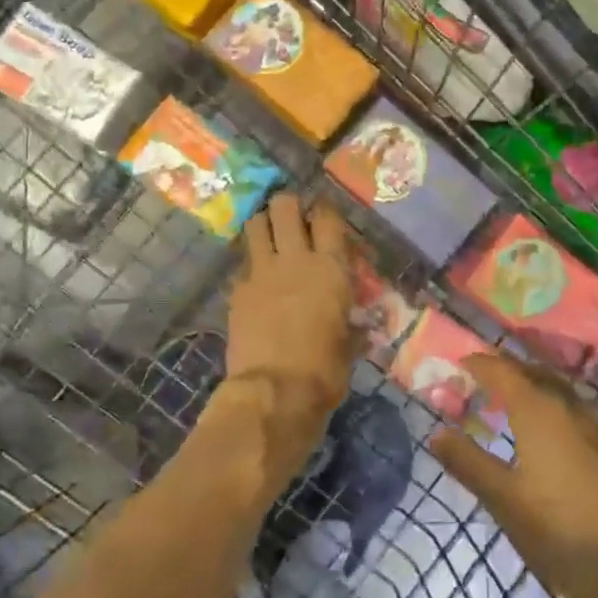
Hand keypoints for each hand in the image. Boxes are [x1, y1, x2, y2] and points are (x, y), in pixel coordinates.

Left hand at [219, 194, 357, 476]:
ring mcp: (261, 272)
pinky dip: (249, 265)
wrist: (274, 392)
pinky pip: (242, 264)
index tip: (324, 218)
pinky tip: (256, 280)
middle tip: (293, 219)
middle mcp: (295, 259)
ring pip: (255, 224)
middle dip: (288, 205)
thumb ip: (352, 326)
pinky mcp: (237, 291)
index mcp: (330, 268)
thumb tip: (359, 327)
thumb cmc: (324, 370)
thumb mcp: (350, 346)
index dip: (324, 211)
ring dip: (262, 225)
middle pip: (284, 206)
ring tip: (269, 237)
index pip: (327, 217)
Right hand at [429, 357, 597, 597]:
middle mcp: (572, 408)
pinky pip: (579, 415)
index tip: (461, 363)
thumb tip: (436, 432)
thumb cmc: (561, 531)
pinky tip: (554, 438)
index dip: (480, 364)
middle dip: (508, 372)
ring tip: (513, 406)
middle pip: (535, 375)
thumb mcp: (504, 500)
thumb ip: (468, 462)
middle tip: (483, 381)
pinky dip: (557, 412)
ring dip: (535, 391)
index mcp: (539, 410)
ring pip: (561, 394)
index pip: (503, 371)